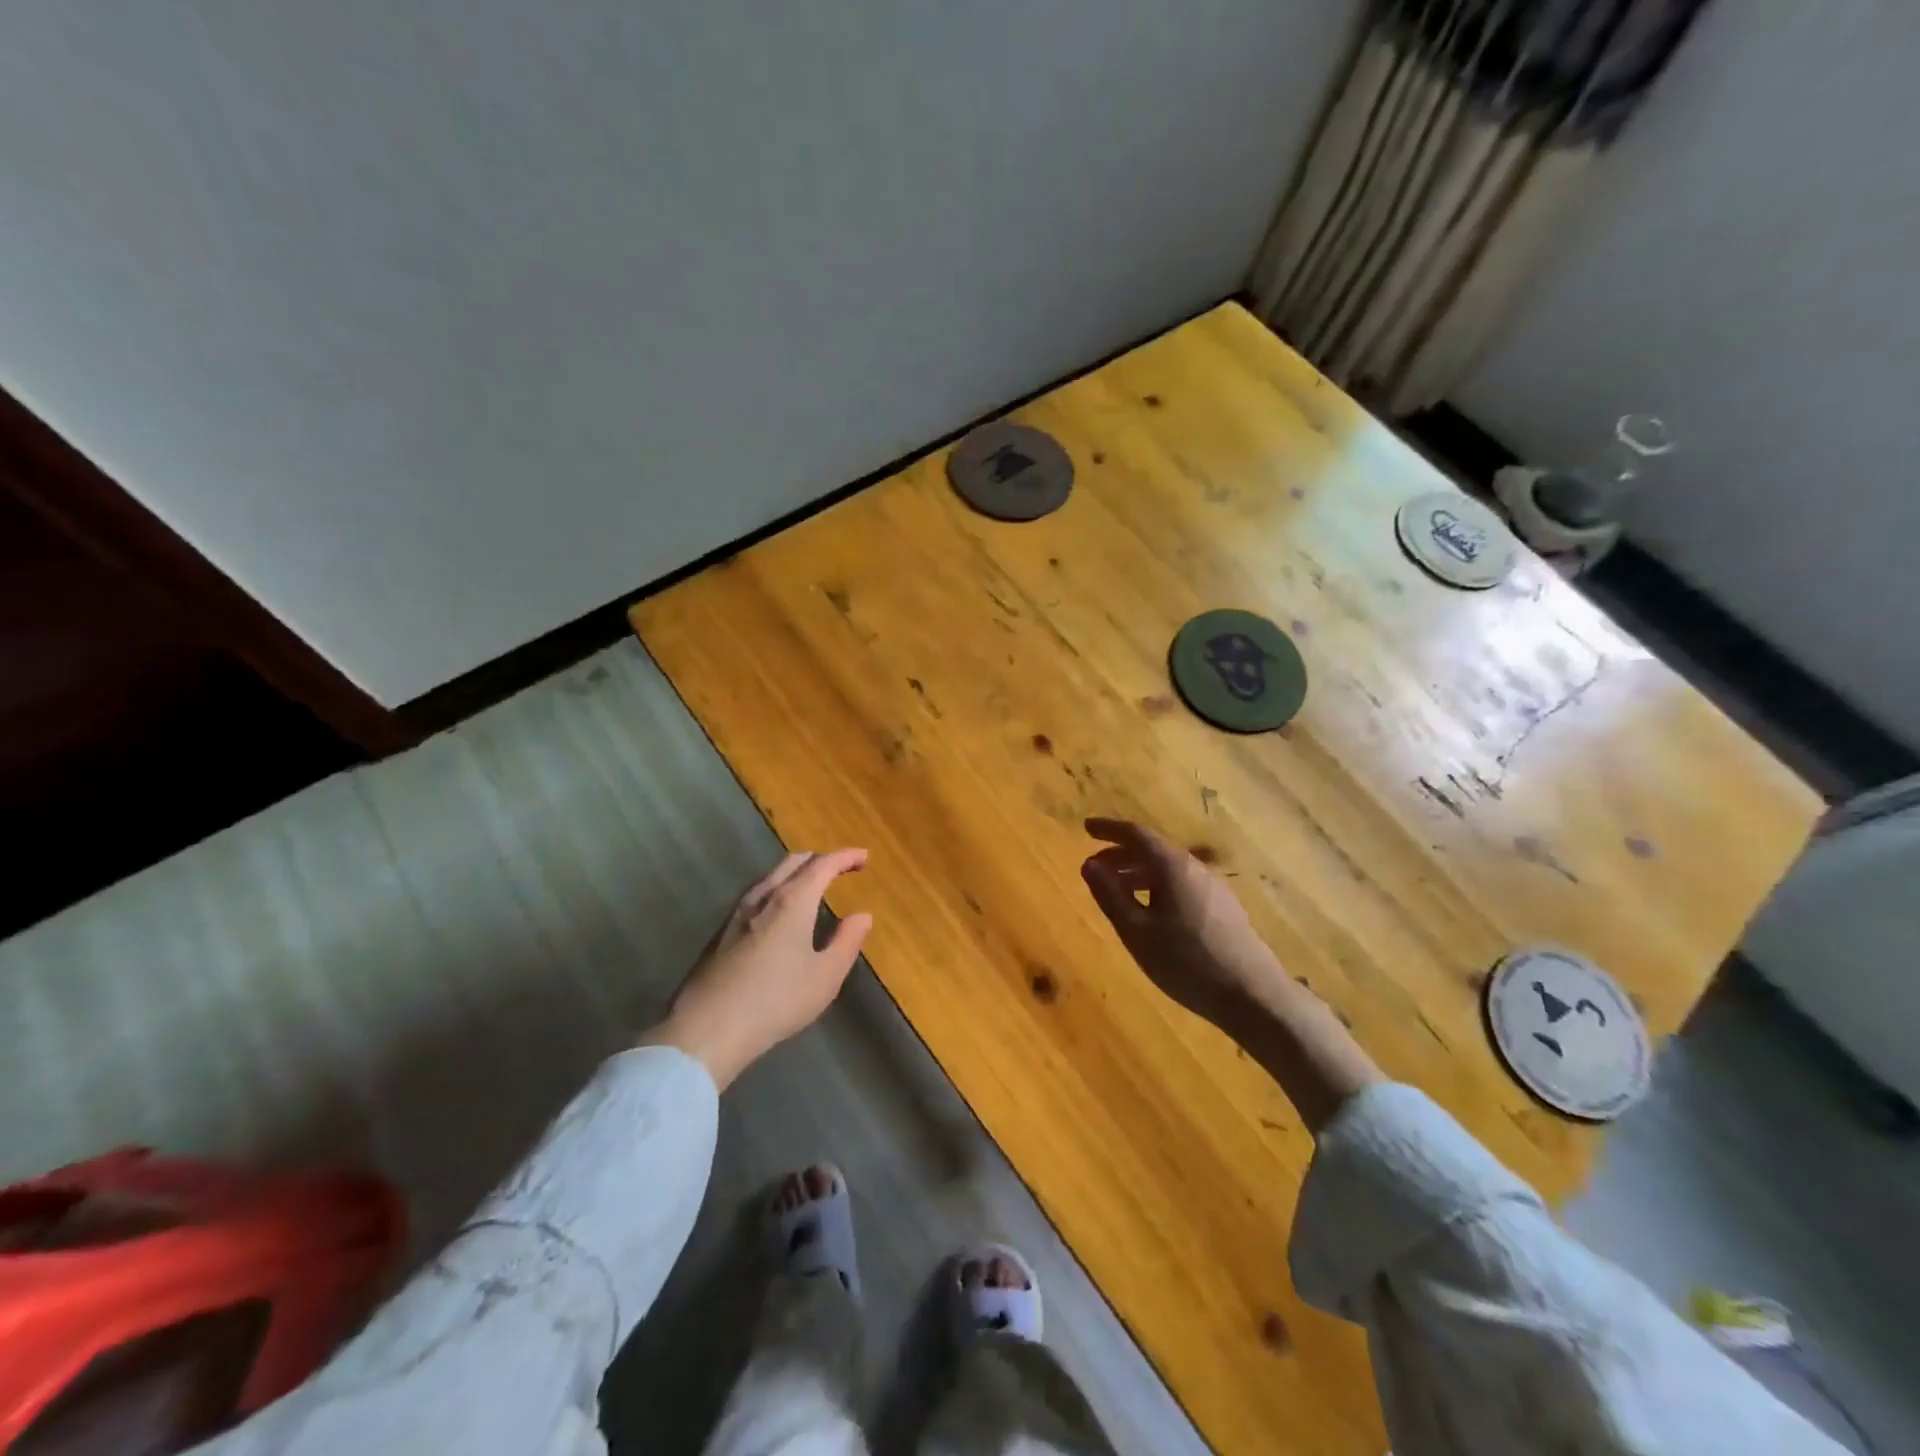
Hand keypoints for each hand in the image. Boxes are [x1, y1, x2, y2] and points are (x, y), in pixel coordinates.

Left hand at [642, 849, 872, 1089]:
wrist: (706, 1028)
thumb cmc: (776, 1001)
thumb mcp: (825, 977)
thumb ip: (846, 942)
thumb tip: (862, 916)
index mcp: (793, 901)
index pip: (823, 865)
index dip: (846, 857)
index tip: (864, 857)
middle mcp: (764, 897)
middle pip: (793, 862)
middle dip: (819, 860)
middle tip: (839, 868)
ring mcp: (737, 913)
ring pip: (770, 877)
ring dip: (795, 874)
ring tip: (810, 887)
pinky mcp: (721, 932)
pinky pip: (756, 895)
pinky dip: (777, 891)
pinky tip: (778, 914)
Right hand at [1081, 817, 1383, 1128]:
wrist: (1253, 995)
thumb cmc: (1186, 962)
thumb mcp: (1137, 931)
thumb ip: (1110, 895)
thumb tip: (1089, 864)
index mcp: (1172, 866)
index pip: (1136, 834)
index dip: (1109, 829)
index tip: (1086, 828)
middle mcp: (1195, 868)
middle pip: (1153, 850)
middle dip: (1121, 854)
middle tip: (1095, 866)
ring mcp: (1213, 888)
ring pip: (1168, 869)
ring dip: (1139, 872)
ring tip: (1117, 890)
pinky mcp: (1223, 908)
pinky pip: (1182, 884)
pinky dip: (1157, 886)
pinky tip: (1151, 912)